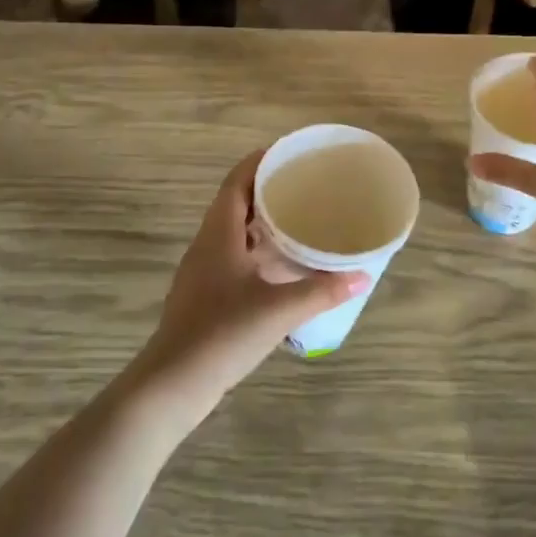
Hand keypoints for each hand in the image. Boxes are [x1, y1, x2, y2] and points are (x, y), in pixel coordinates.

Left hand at [137, 151, 367, 415]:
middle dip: (267, 191)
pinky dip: (258, 253)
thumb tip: (362, 276)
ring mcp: (203, 271)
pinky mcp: (205, 295)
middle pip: (236, 204)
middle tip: (304, 187)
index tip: (289, 154)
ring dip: (263, 224)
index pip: (236, 182)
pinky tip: (283, 268)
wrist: (173, 382)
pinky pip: (234, 259)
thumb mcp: (278, 310)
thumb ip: (321, 291)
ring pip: (235, 233)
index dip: (259, 162)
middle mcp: (207, 245)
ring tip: (300, 221)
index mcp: (218, 234)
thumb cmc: (222, 333)